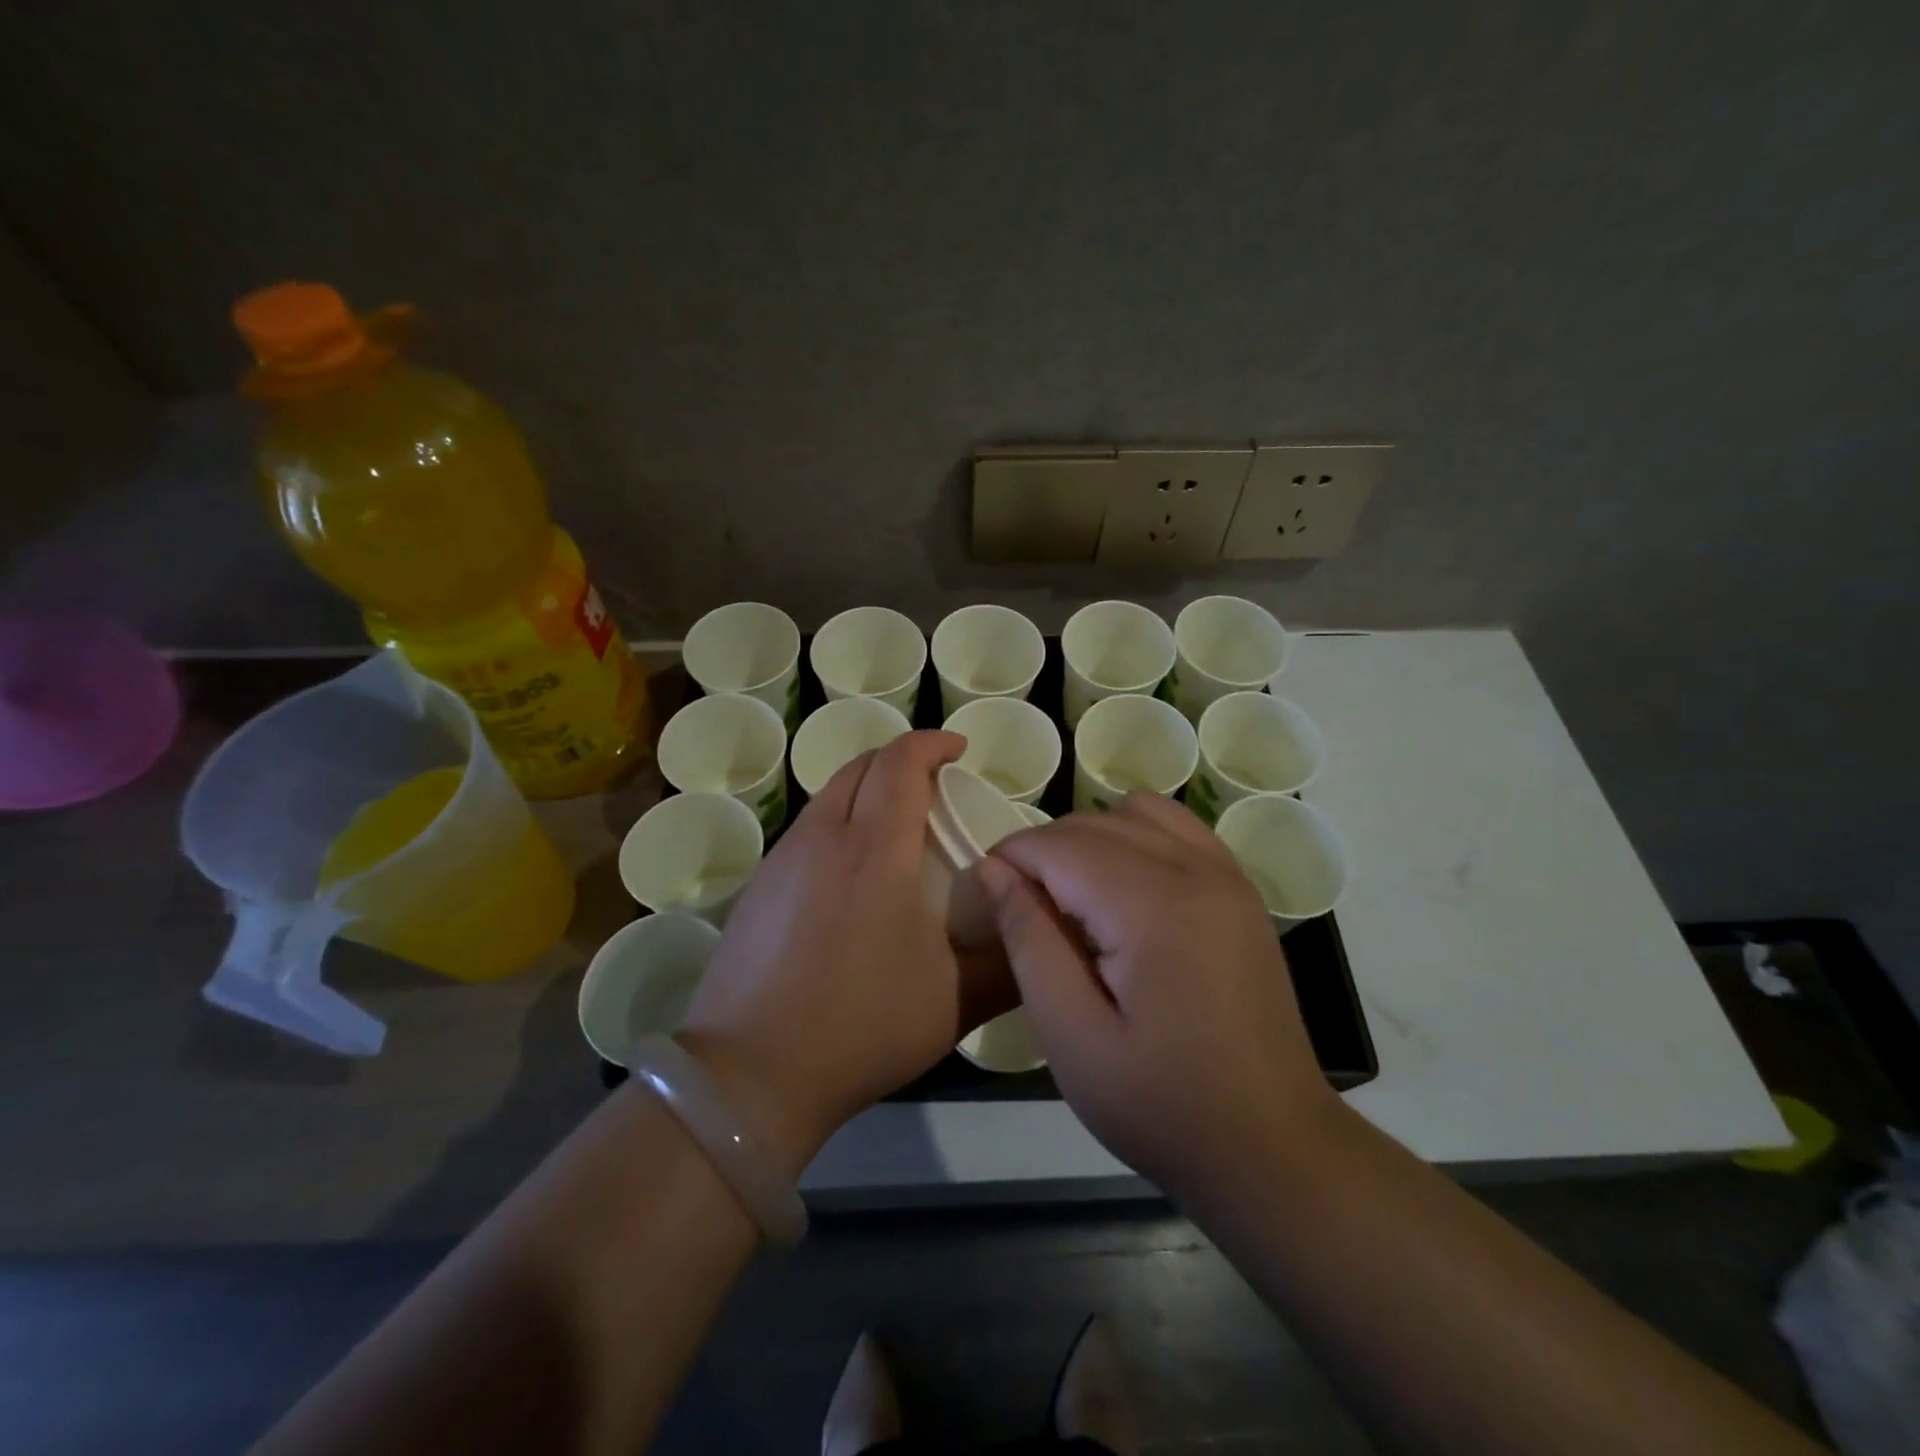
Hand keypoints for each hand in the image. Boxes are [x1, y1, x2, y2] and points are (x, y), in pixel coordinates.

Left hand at [678, 731, 1012, 1174]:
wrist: (750, 1074)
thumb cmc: (861, 1027)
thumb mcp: (955, 1003)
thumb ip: (1010, 963)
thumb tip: (1041, 930)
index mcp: (874, 849)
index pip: (900, 763)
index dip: (931, 744)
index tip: (959, 750)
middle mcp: (822, 838)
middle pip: (860, 766)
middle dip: (901, 760)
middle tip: (935, 786)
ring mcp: (782, 860)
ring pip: (829, 796)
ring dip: (867, 791)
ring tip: (898, 828)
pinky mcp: (758, 887)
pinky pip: (807, 830)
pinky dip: (839, 824)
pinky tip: (853, 876)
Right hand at [974, 792, 1339, 1198]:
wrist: (1271, 1146)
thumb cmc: (1161, 1103)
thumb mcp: (1072, 1036)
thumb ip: (1028, 940)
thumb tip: (991, 869)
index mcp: (1153, 905)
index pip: (1058, 844)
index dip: (1010, 858)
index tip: (984, 899)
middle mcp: (1195, 869)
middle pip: (1093, 822)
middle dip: (1042, 852)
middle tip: (1020, 912)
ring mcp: (1226, 874)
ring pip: (1134, 813)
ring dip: (1088, 840)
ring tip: (1072, 900)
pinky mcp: (1240, 889)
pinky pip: (1176, 828)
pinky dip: (1135, 838)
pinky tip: (1123, 892)